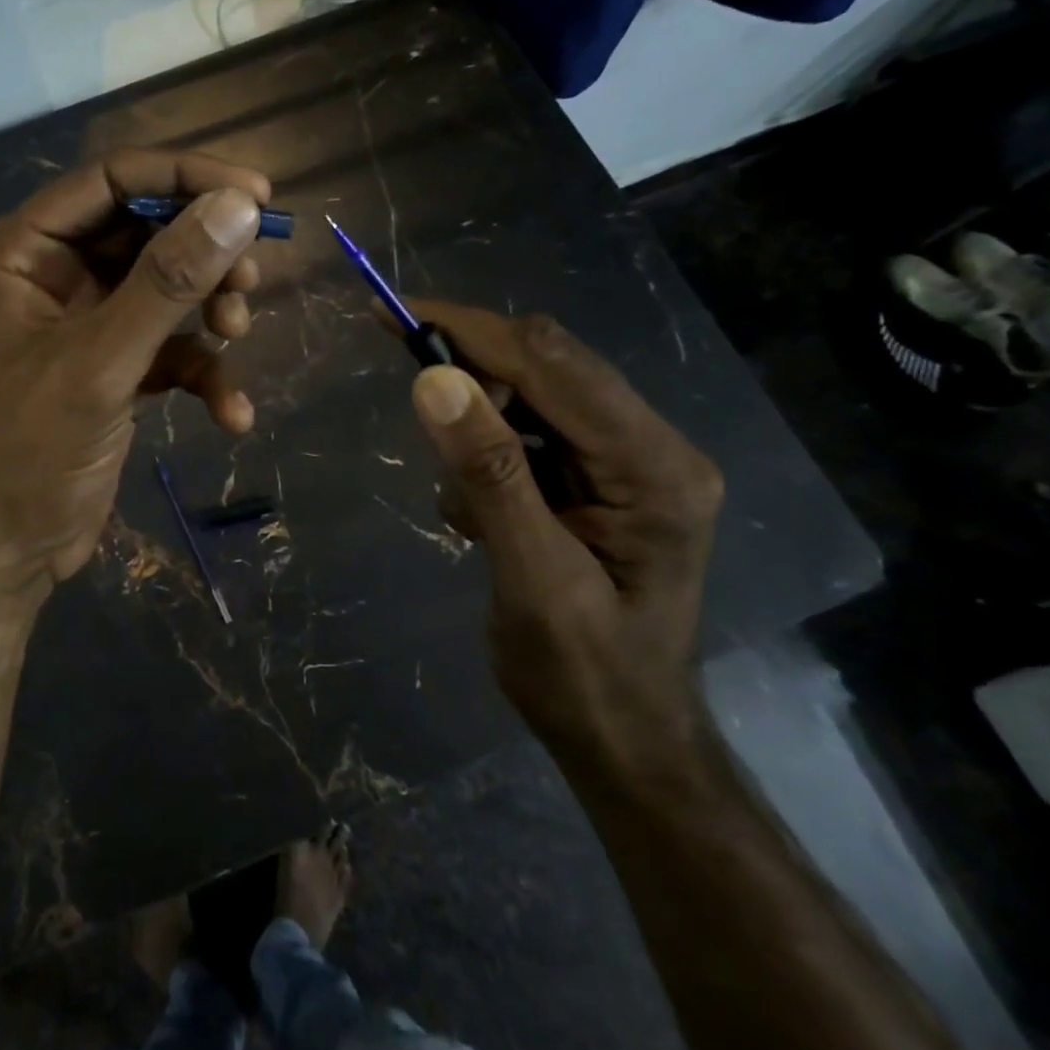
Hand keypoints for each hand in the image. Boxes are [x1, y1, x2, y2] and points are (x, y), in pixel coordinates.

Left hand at [0, 150, 272, 600]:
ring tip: (237, 333)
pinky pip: (170, 348)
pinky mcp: (114, 369)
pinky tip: (230, 414)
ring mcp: (85, 324)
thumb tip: (238, 207)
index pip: (109, 180)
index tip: (257, 194)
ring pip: (165, 288)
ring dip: (209, 308)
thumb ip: (167, 283)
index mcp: (22, 254)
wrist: (6, 552)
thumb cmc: (28, 453)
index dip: (184, 177)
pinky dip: (204, 372)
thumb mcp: (99, 363)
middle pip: (144, 231)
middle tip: (250, 277)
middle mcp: (51, 277)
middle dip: (203, 253)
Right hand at [401, 302, 723, 774]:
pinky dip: (489, 457)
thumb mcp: (530, 578)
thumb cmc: (583, 675)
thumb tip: (434, 380)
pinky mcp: (600, 479)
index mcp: (653, 467)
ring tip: (468, 511)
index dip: (471, 331)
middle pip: (549, 365)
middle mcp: (651, 448)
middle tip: (414, 397)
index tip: (397, 311)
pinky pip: (531, 432)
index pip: (553, 364)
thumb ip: (488, 474)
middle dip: (473, 373)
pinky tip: (483, 519)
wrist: (622, 738)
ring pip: (534, 395)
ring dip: (480, 428)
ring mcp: (628, 462)